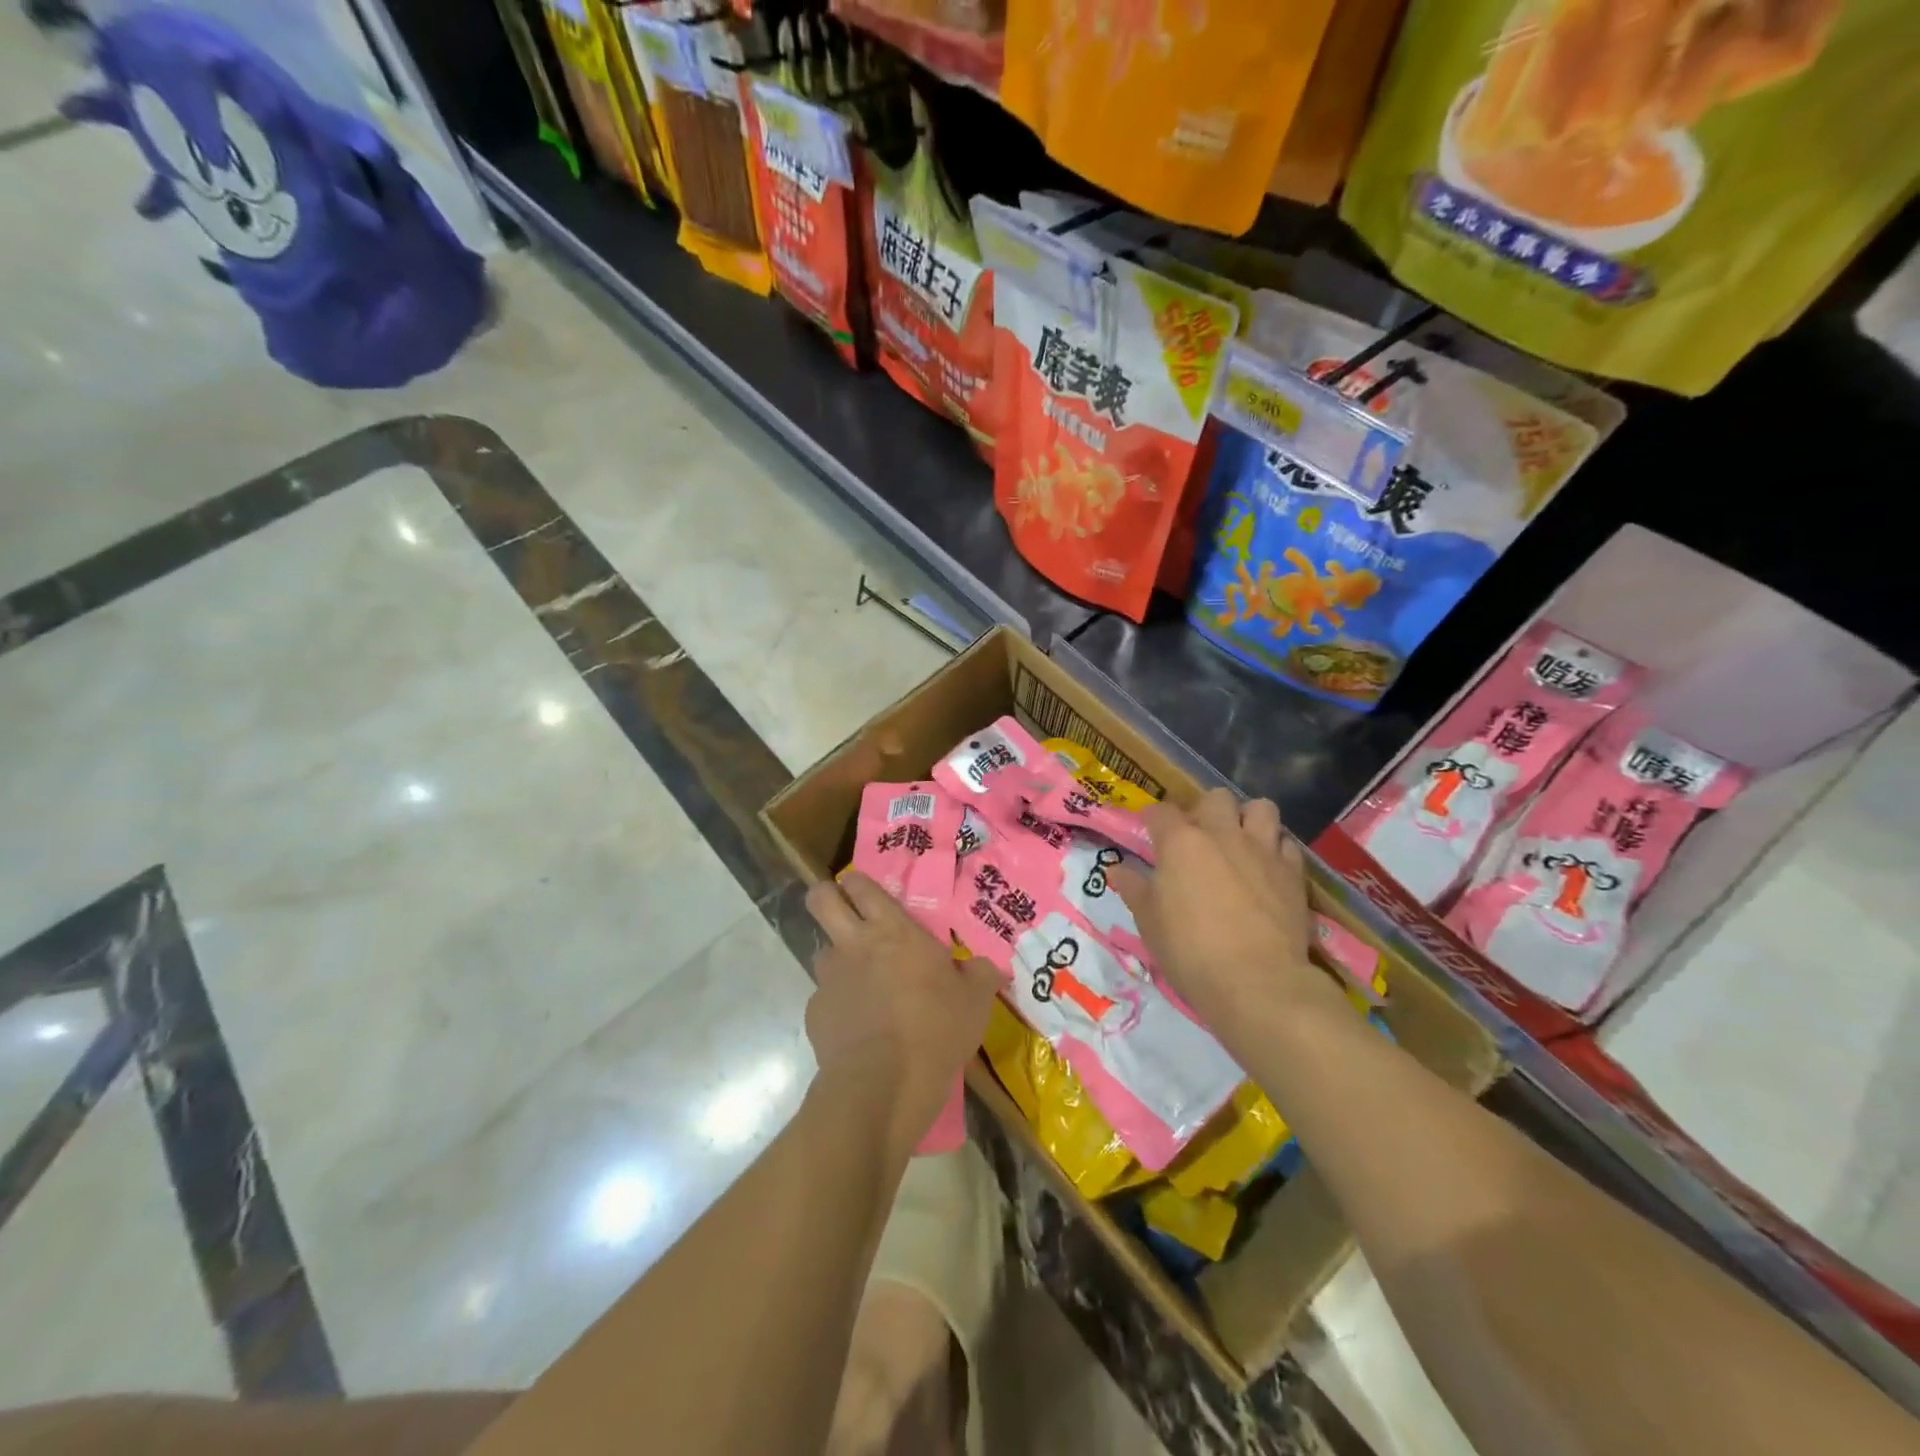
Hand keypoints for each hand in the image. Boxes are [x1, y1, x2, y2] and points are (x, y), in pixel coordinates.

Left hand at [805, 872, 999, 1159]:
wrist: (884, 1085)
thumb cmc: (936, 1028)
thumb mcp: (975, 1000)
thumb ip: (980, 974)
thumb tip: (986, 967)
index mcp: (892, 930)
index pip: (861, 885)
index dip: (858, 882)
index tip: (865, 890)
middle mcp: (853, 945)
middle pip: (820, 900)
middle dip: (826, 897)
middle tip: (843, 912)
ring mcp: (829, 979)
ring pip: (822, 952)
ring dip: (838, 960)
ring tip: (861, 984)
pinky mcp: (815, 1014)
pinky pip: (824, 999)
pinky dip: (838, 1007)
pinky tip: (858, 1029)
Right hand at [1109, 789, 1332, 1033]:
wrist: (1257, 983)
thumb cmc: (1190, 951)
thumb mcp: (1149, 923)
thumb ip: (1134, 889)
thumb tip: (1117, 870)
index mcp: (1180, 842)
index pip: (1160, 811)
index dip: (1153, 819)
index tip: (1150, 832)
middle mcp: (1222, 834)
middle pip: (1216, 798)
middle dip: (1205, 811)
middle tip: (1198, 838)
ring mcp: (1262, 850)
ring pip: (1260, 808)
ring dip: (1247, 819)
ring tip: (1239, 842)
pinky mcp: (1293, 872)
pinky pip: (1286, 843)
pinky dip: (1275, 849)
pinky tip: (1267, 868)